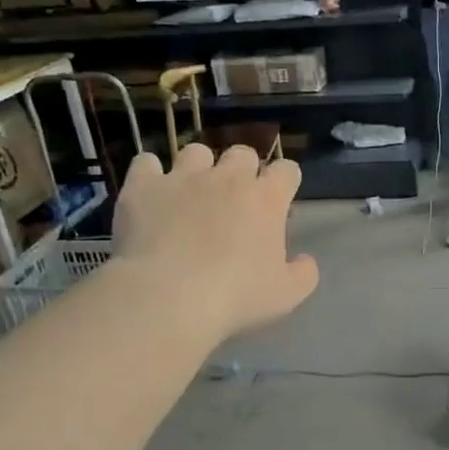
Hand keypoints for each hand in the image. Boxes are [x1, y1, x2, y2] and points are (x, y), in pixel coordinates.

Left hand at [111, 144, 318, 341]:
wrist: (168, 297)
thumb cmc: (235, 297)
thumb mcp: (286, 295)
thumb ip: (304, 273)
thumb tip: (304, 260)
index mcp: (266, 199)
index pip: (287, 170)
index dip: (285, 182)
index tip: (279, 201)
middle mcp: (227, 178)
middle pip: (242, 153)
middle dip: (243, 170)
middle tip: (235, 200)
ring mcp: (183, 178)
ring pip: (196, 152)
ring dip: (198, 168)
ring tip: (191, 193)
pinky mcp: (143, 186)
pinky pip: (146, 163)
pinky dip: (150, 174)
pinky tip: (150, 194)